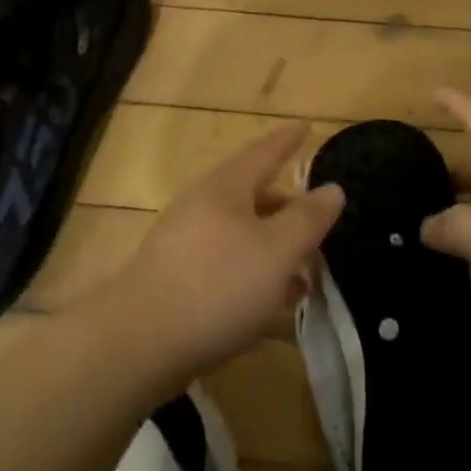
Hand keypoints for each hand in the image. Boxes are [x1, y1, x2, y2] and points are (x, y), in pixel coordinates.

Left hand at [103, 122, 344, 380]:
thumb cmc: (218, 286)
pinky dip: (254, 271)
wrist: (138, 344)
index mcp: (226, 186)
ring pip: (241, 232)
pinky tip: (271, 302)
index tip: (308, 125)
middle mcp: (203, 204)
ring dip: (274, 247)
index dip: (289, 140)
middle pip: (254, 194)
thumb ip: (308, 219)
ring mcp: (184, 241)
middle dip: (288, 207)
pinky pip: (226, 262)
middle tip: (319, 221)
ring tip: (304, 274)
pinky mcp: (175, 278)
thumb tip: (332, 188)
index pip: (265, 151)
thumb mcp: (277, 251)